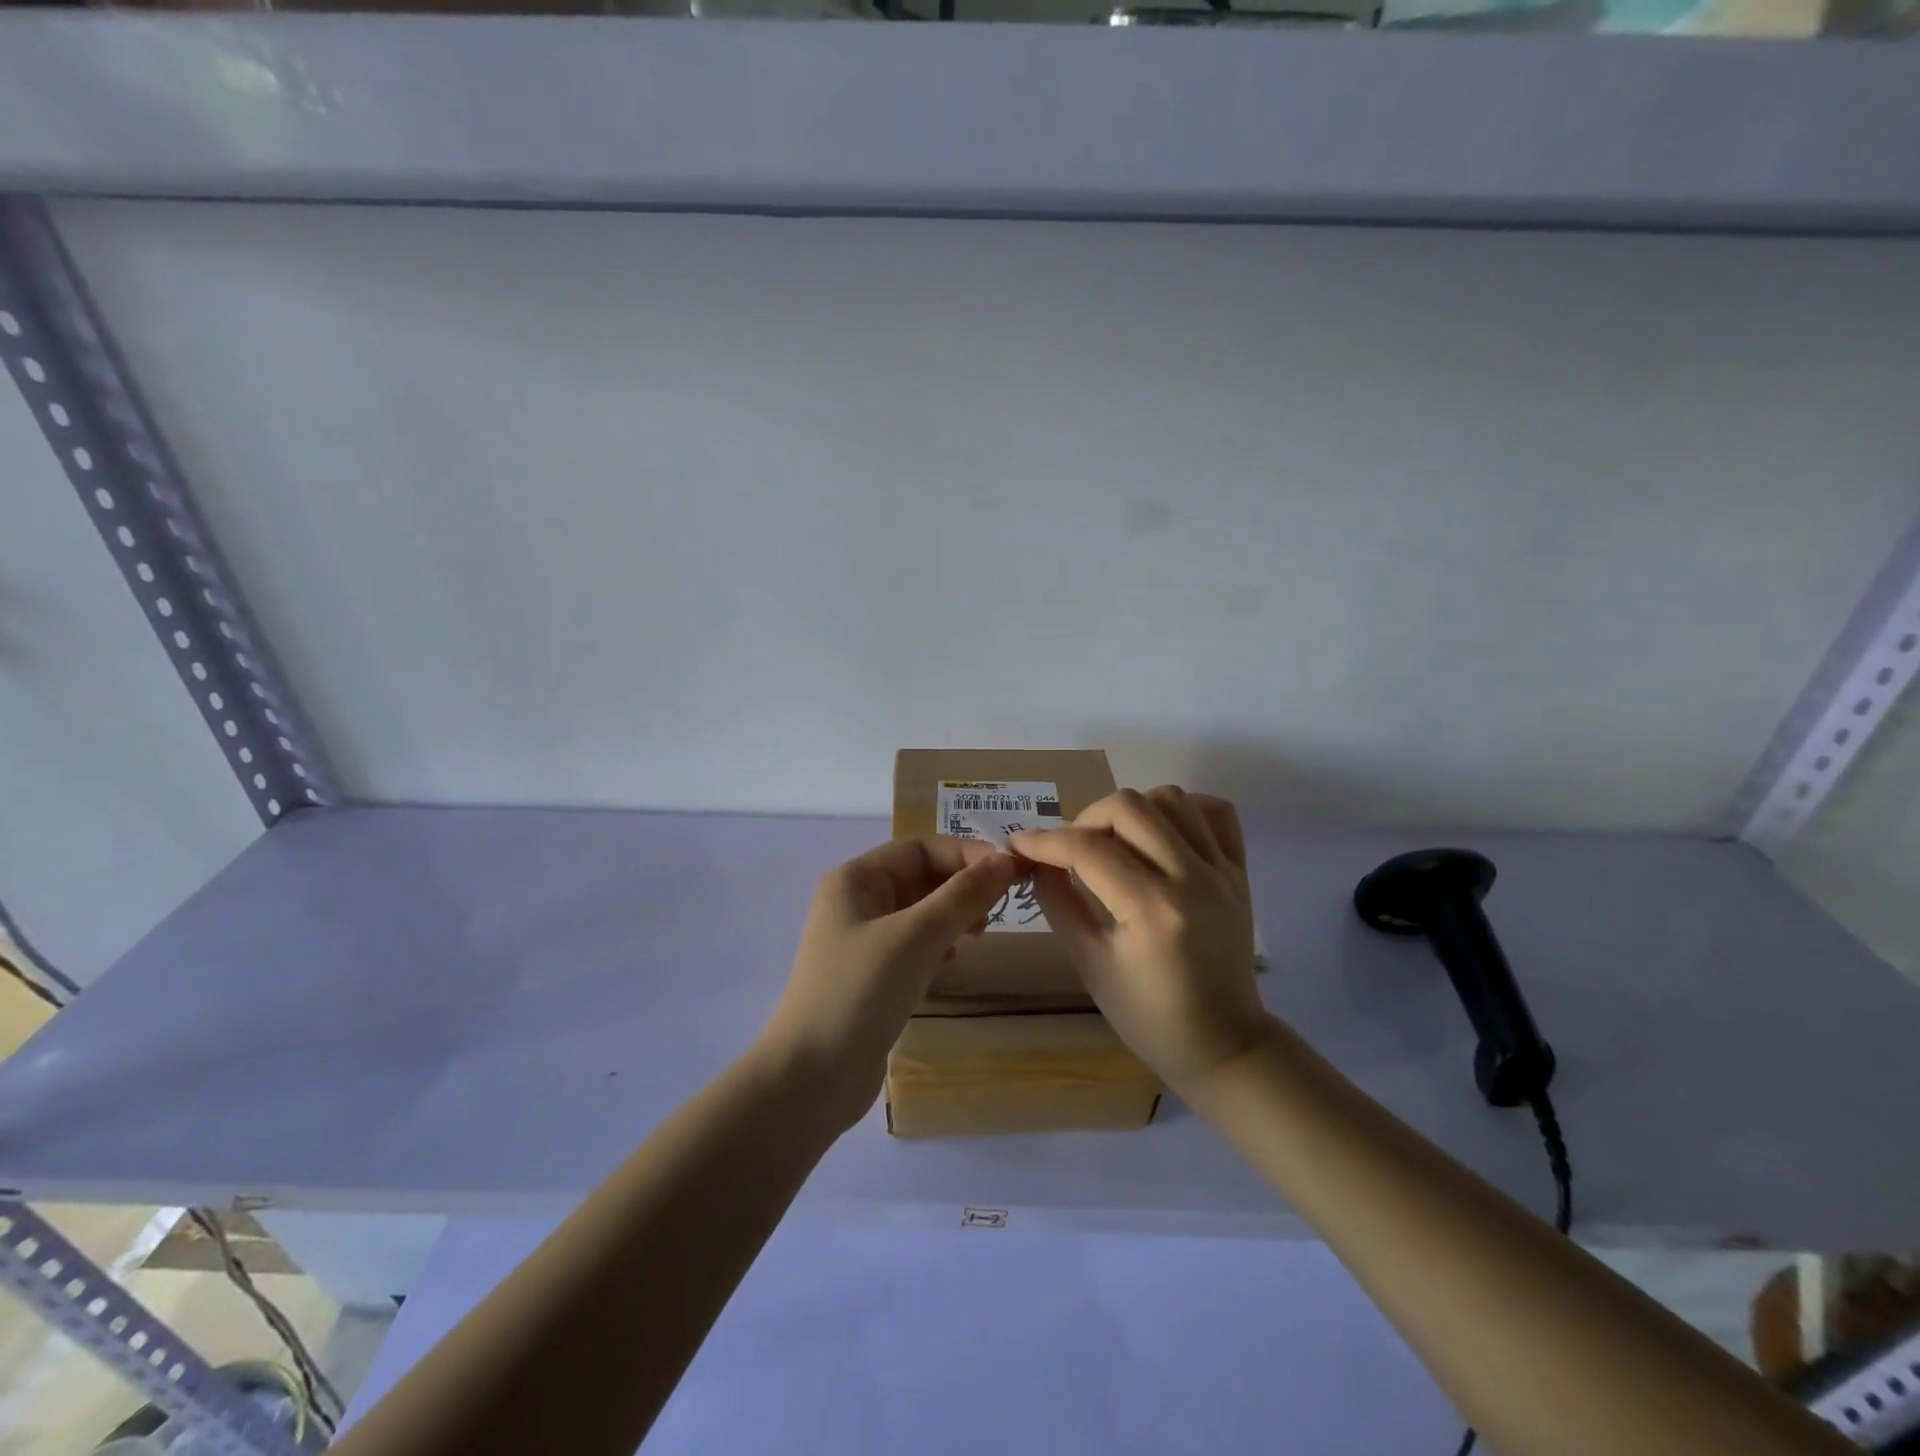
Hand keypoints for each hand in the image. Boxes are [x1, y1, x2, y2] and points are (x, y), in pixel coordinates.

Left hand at [758, 836, 1021, 1133]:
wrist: (811, 1078)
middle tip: (1001, 908)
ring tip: (981, 934)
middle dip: (961, 887)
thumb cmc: (860, 992)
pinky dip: (938, 946)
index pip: (920, 848)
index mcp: (855, 879)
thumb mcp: (916, 936)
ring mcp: (861, 941)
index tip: (1010, 872)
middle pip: (920, 878)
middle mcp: (856, 902)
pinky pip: (913, 945)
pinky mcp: (871, 976)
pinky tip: (953, 962)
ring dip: (953, 916)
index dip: (965, 854)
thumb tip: (1006, 861)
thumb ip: (962, 895)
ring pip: (920, 913)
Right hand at [1009, 787, 1271, 1094]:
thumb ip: (1059, 903)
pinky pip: (1216, 813)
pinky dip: (1184, 810)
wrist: (1224, 1044)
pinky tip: (1160, 833)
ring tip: (1115, 840)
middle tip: (1071, 848)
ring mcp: (1222, 871)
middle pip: (1130, 807)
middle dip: (1086, 818)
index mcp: (1152, 910)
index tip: (1018, 843)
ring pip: (1172, 798)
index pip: (1088, 849)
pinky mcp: (1240, 872)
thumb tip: (1034, 861)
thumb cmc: (1149, 1016)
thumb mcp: (1090, 964)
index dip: (1044, 841)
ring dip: (1132, 810)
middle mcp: (1192, 878)